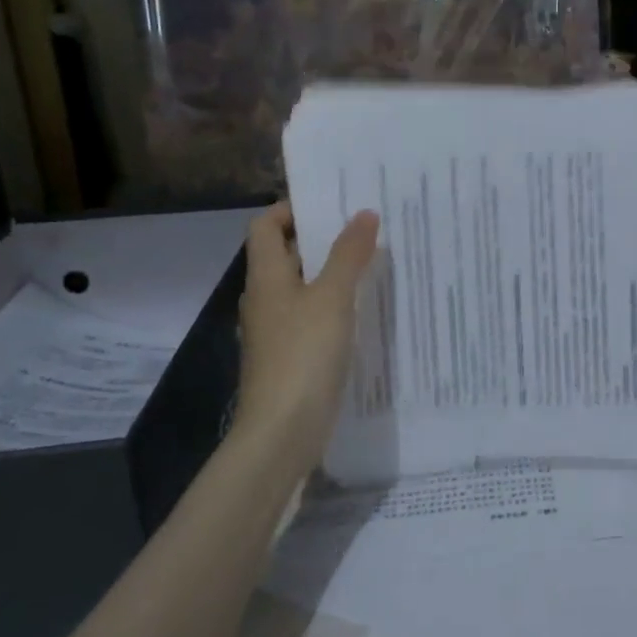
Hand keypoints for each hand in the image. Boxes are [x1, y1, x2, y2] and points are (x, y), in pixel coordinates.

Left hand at [235, 202, 378, 467]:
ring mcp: (275, 332)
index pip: (265, 226)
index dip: (290, 209)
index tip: (331, 203)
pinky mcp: (290, 358)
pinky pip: (311, 318)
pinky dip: (333, 307)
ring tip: (372, 262)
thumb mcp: (332, 298)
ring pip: (301, 288)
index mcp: (266, 278)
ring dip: (330, 273)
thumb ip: (348, 254)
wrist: (281, 434)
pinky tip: (363, 311)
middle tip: (364, 227)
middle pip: (285, 255)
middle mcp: (265, 300)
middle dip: (320, 238)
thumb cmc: (302, 356)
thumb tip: (364, 213)